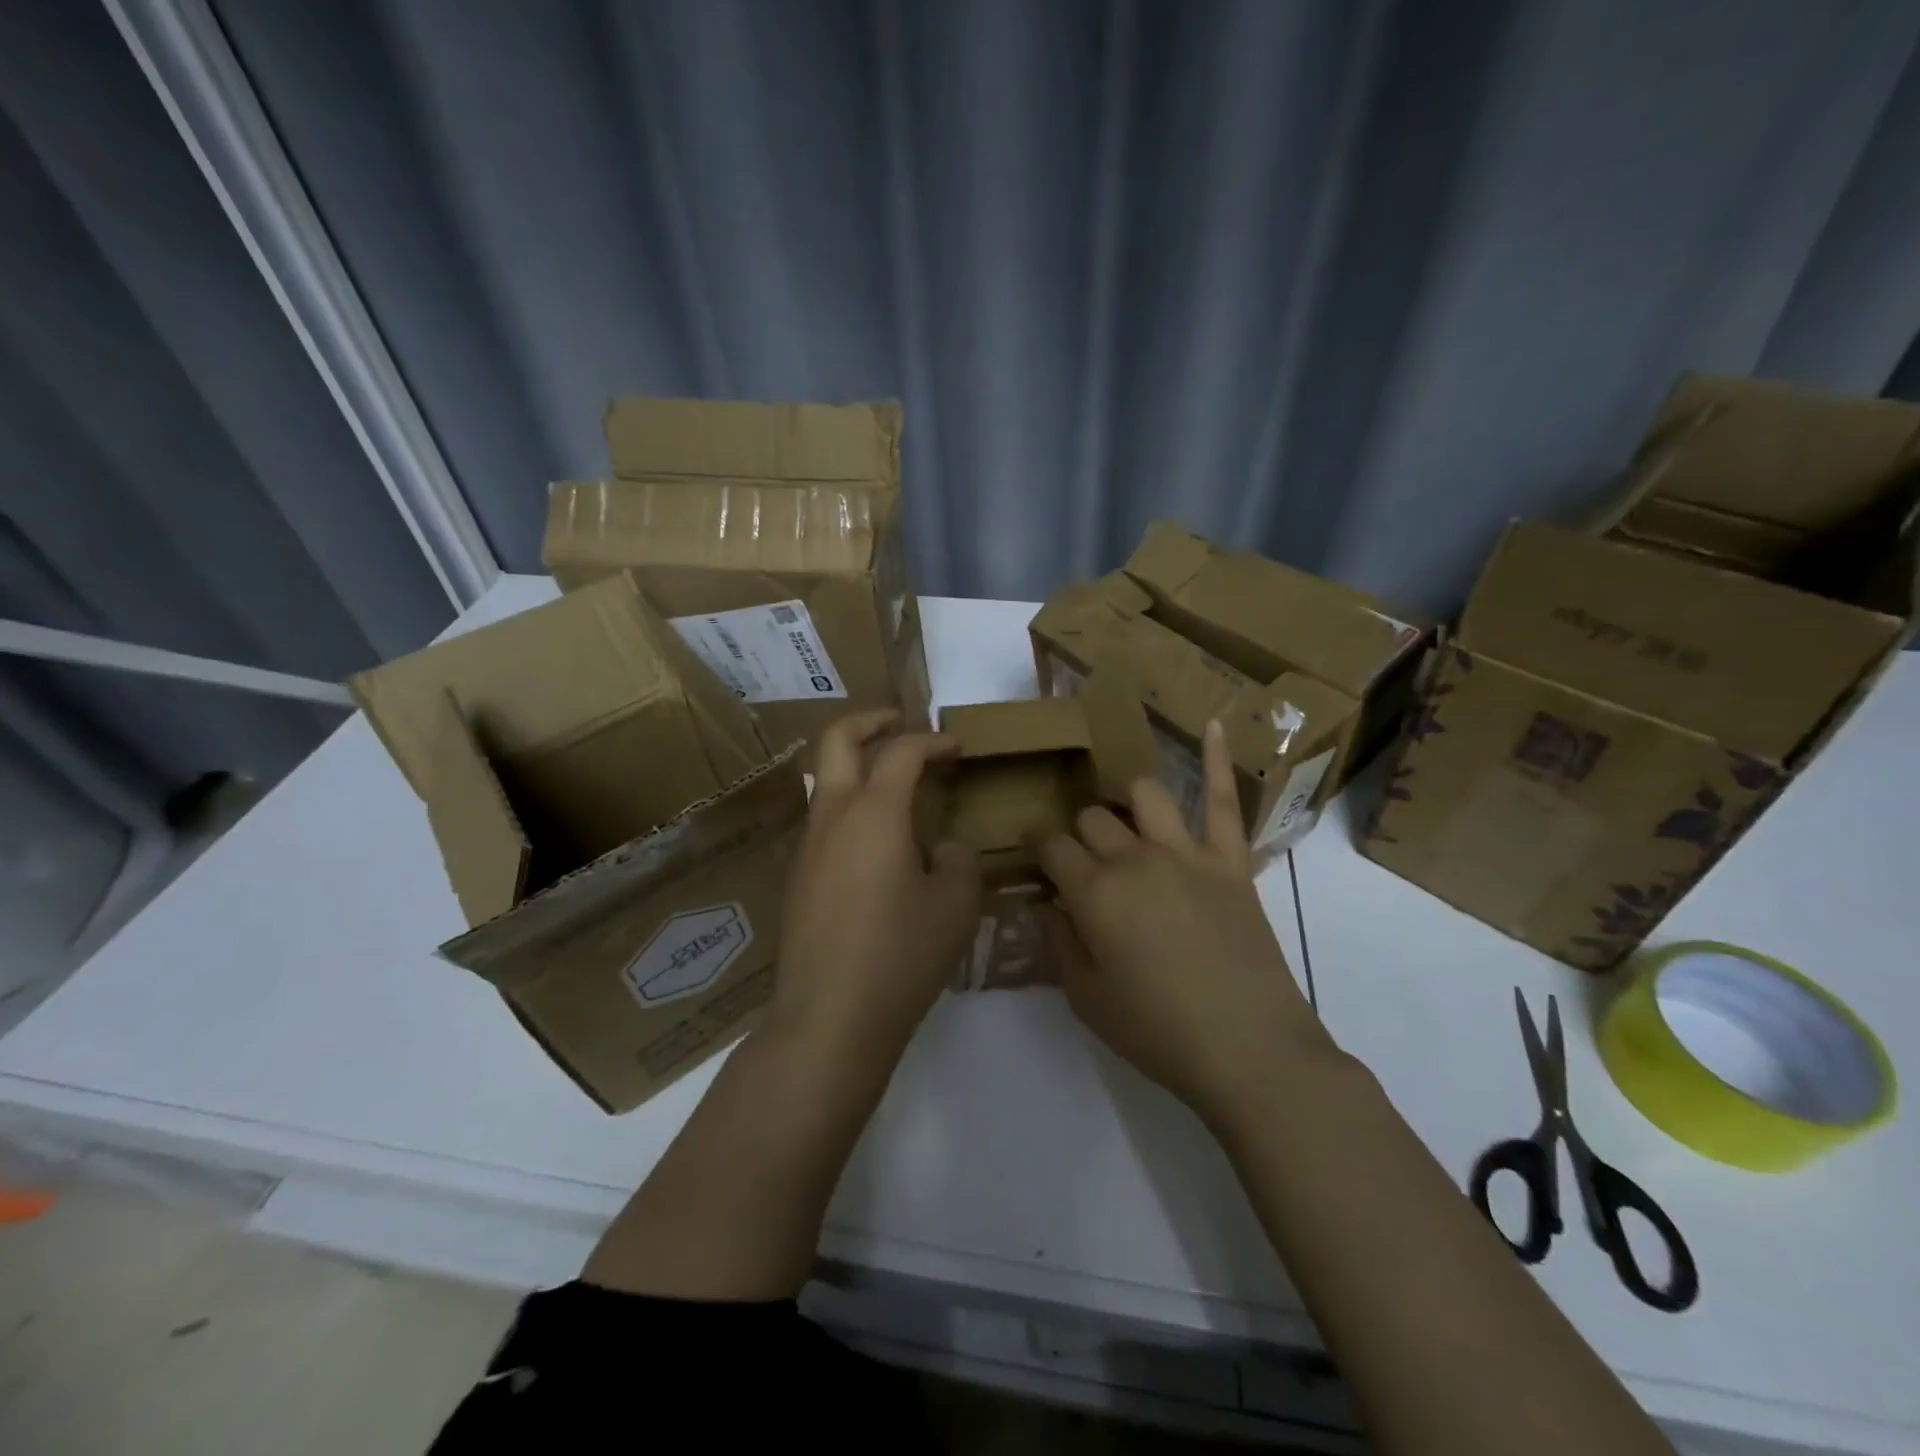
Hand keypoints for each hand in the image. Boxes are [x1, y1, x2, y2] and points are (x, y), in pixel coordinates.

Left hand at [769, 710, 980, 1079]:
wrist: (829, 1018)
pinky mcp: (797, 878)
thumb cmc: (900, 955)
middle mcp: (832, 816)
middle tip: (902, 723)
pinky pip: (824, 821)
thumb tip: (942, 849)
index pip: (902, 751)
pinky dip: (850, 807)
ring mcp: (807, 846)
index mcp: (873, 812)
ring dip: (857, 766)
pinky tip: (878, 844)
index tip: (957, 746)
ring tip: (897, 786)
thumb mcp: (954, 906)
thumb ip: (958, 862)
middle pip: (838, 740)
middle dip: (871, 721)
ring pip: (826, 781)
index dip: (933, 740)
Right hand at [1038, 719, 1330, 1121]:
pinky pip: (1224, 801)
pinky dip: (1218, 759)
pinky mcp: (1230, 861)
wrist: (1249, 1049)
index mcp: (1094, 892)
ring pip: (1143, 795)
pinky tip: (1216, 723)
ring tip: (1122, 816)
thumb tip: (1049, 905)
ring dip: (1124, 800)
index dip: (1037, 848)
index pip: (1050, 847)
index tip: (1034, 857)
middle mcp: (1134, 858)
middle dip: (1078, 834)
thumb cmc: (1158, 1031)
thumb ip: (1060, 943)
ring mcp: (1186, 852)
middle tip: (1081, 860)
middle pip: (1092, 820)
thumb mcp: (1086, 998)